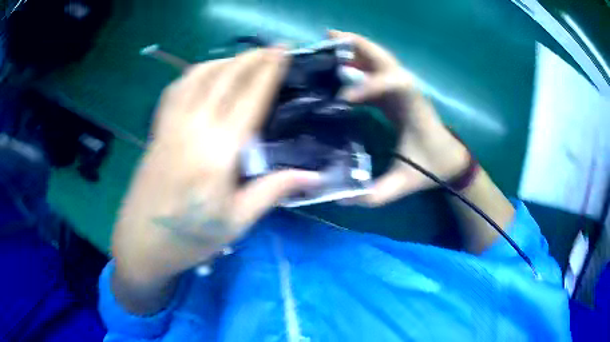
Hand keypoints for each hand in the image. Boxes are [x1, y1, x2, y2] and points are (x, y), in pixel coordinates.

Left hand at [112, 48, 321, 284]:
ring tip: (243, 57)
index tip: (284, 51)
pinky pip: (176, 90)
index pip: (250, 98)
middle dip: (252, 58)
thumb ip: (273, 190)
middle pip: (226, 79)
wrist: (142, 243)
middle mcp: (194, 128)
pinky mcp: (157, 131)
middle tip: (273, 47)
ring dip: (224, 60)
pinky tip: (203, 74)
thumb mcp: (236, 221)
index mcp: (218, 152)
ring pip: (198, 77)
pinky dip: (194, 74)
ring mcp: (171, 126)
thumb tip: (313, 175)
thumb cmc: (191, 238)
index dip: (269, 71)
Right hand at [330, 30, 469, 205]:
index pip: (396, 83)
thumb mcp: (405, 183)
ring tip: (329, 41)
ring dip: (355, 49)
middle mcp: (407, 91)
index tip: (345, 97)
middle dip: (358, 45)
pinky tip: (337, 67)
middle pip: (385, 59)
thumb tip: (342, 198)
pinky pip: (374, 74)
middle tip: (329, 36)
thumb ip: (377, 194)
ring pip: (379, 61)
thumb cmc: (432, 167)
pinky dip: (356, 66)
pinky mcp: (395, 95)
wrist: (449, 160)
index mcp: (414, 107)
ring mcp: (400, 91)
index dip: (370, 84)